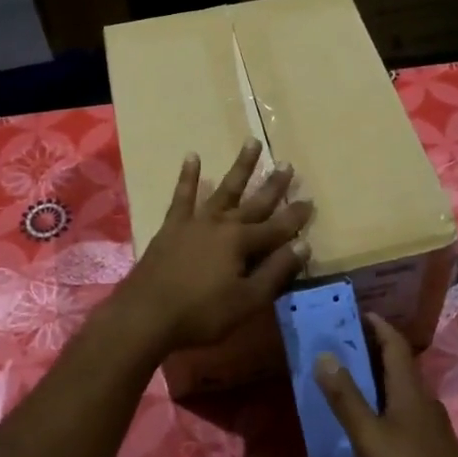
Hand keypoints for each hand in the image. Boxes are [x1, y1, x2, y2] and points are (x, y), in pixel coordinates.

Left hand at [116, 141, 312, 353]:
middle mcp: (222, 224)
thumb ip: (275, 272)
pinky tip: (193, 157)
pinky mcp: (172, 226)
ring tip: (252, 143)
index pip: (277, 227)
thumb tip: (303, 245)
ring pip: (224, 189)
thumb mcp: (247, 300)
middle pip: (254, 202)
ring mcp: (195, 221)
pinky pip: (183, 195)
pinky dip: (189, 176)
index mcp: (242, 242)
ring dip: (240, 167)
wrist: (146, 313)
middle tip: (288, 164)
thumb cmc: (201, 313)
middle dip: (273, 185)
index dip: (295, 217)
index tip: (311, 201)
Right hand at [316, 314, 457, 456]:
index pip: (395, 344)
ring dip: (378, 380)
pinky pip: (405, 414)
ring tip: (348, 381)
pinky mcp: (432, 449)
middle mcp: (423, 400)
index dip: (378, 325)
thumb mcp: (369, 436)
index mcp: (409, 389)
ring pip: (402, 391)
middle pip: (399, 365)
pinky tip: (369, 425)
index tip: (356, 313)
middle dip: (372, 350)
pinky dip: (385, 406)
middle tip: (341, 345)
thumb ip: (346, 398)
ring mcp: (431, 426)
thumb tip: (324, 355)